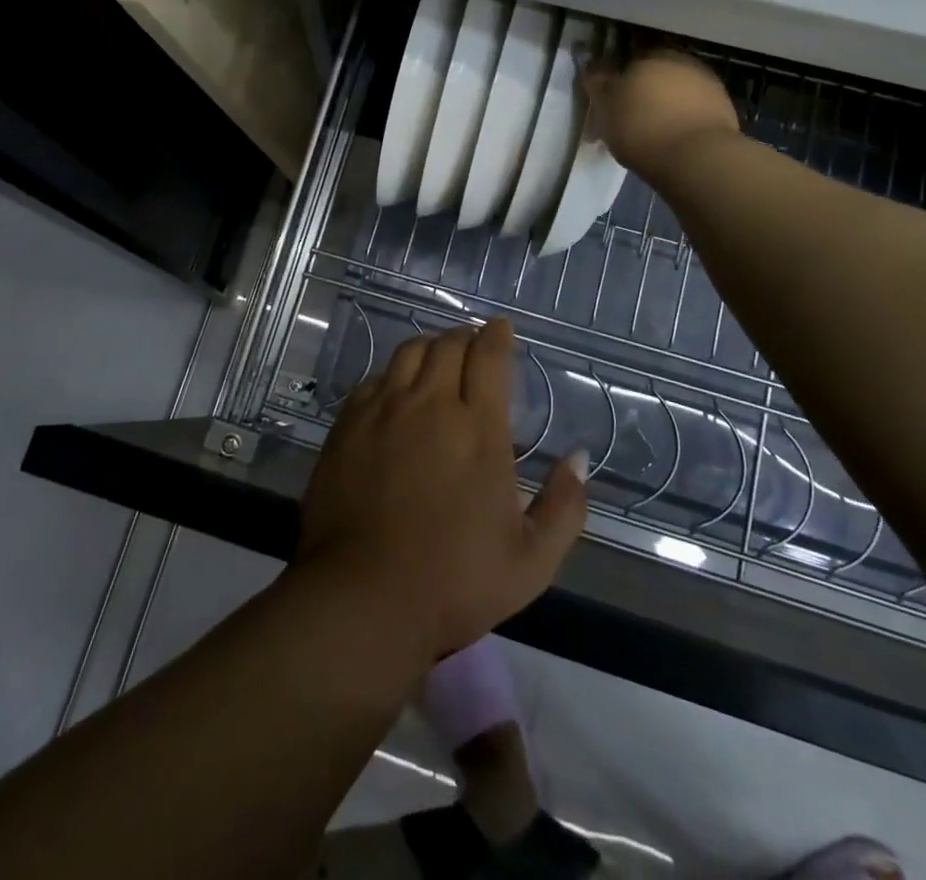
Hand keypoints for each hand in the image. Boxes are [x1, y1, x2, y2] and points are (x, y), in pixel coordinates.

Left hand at [296, 319, 586, 665]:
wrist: (363, 597)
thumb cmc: (454, 582)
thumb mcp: (532, 561)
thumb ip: (564, 506)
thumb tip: (578, 458)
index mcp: (478, 428)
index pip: (488, 356)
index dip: (497, 335)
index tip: (501, 327)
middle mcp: (429, 404)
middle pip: (447, 345)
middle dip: (464, 337)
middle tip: (472, 345)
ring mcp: (383, 410)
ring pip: (408, 353)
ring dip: (429, 348)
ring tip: (437, 358)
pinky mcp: (347, 424)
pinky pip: (374, 380)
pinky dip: (393, 376)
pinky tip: (396, 392)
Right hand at [584, 46, 738, 177]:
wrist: (697, 157)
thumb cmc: (641, 127)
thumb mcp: (605, 105)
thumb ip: (597, 81)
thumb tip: (591, 62)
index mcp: (649, 54)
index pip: (627, 57)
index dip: (616, 77)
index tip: (609, 98)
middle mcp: (681, 60)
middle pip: (654, 72)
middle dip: (642, 89)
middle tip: (628, 116)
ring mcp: (706, 83)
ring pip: (675, 90)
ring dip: (663, 104)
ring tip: (650, 131)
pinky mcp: (723, 108)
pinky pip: (693, 109)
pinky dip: (681, 119)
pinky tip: (672, 138)